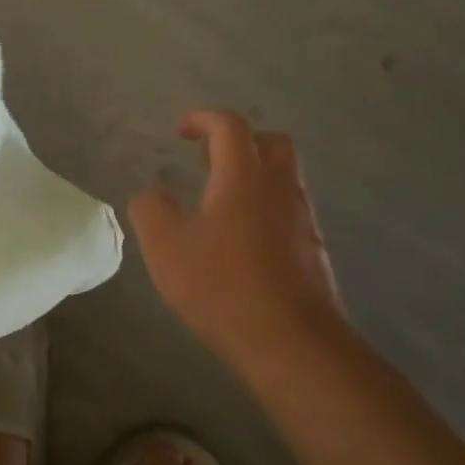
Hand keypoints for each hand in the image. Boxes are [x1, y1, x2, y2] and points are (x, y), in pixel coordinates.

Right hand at [128, 111, 344, 362]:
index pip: (229, 126)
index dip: (203, 119)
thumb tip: (152, 194)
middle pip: (271, 143)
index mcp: (243, 177)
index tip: (181, 130)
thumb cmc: (223, 286)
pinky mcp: (314, 251)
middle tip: (208, 160)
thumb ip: (151, 211)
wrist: (294, 344)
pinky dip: (265, 208)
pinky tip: (241, 241)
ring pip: (284, 178)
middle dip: (239, 141)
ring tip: (219, 202)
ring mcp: (303, 220)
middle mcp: (280, 189)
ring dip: (254, 176)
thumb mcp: (165, 247)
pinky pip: (289, 211)